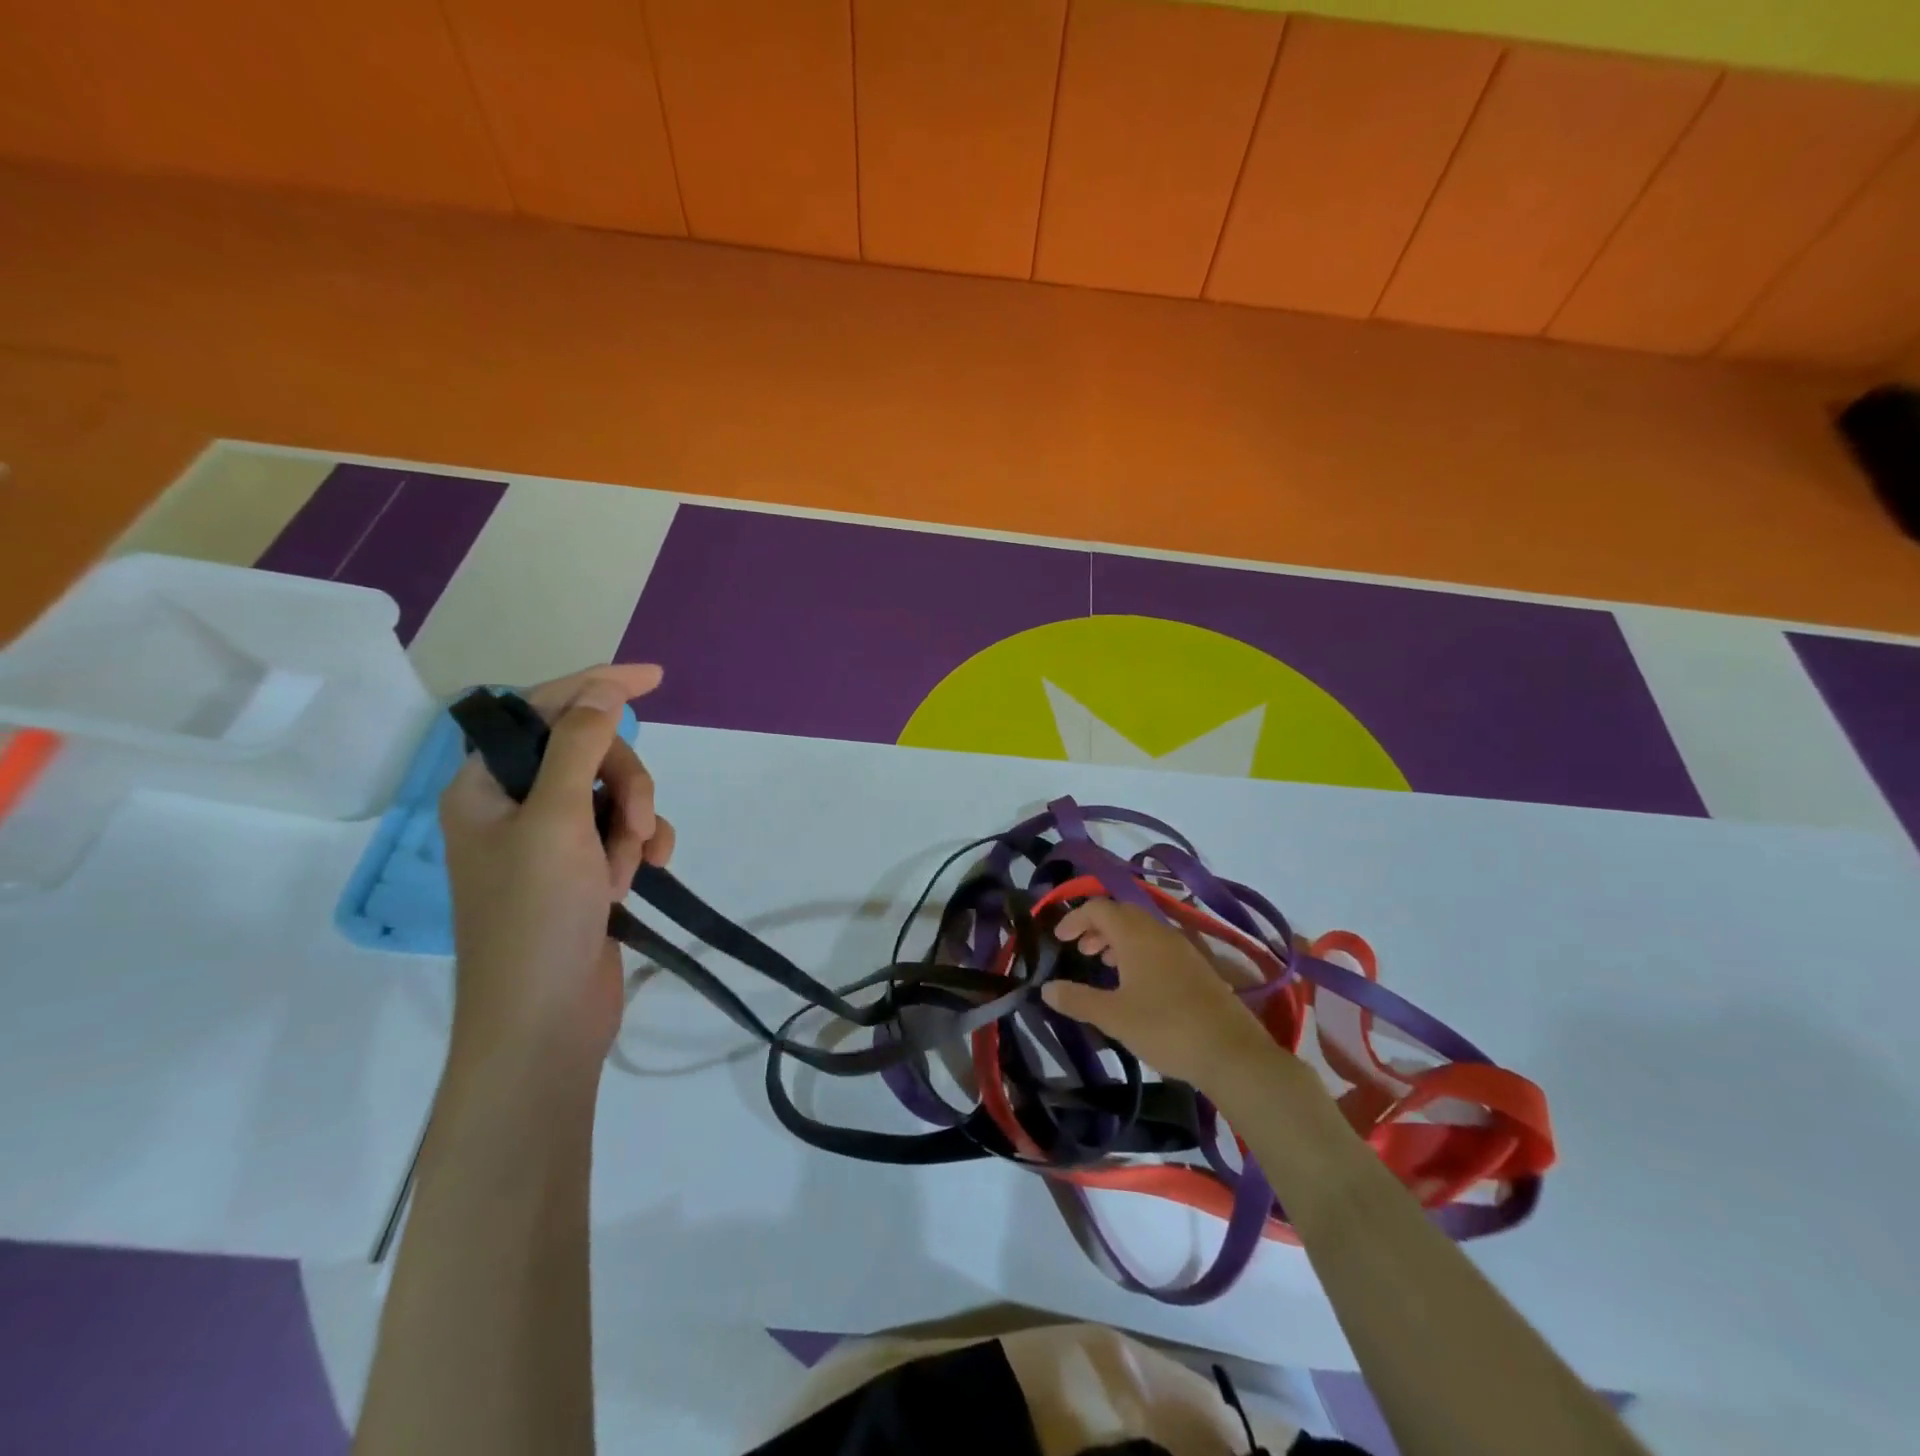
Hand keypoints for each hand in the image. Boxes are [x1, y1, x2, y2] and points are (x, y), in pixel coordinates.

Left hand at [439, 665, 674, 1068]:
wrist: (545, 1021)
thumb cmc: (536, 917)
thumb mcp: (556, 821)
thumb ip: (578, 746)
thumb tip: (602, 689)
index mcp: (486, 786)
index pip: (541, 712)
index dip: (595, 687)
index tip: (652, 678)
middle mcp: (516, 807)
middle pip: (590, 755)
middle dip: (624, 784)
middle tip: (631, 825)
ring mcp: (553, 842)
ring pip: (616, 795)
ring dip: (634, 823)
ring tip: (630, 867)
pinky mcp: (585, 871)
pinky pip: (627, 832)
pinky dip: (641, 847)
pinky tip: (645, 876)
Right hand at [1044, 899, 1274, 1087]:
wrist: (1231, 1052)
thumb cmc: (1165, 1028)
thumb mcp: (1113, 1016)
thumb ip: (1077, 999)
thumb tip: (1046, 988)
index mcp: (1136, 935)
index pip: (1099, 907)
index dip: (1075, 918)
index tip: (1059, 938)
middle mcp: (1160, 931)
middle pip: (1122, 913)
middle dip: (1096, 927)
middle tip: (1081, 951)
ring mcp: (1183, 948)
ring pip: (1143, 929)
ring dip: (1119, 940)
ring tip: (1105, 966)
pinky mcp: (1198, 966)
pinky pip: (1160, 945)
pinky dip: (1140, 952)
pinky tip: (1138, 983)